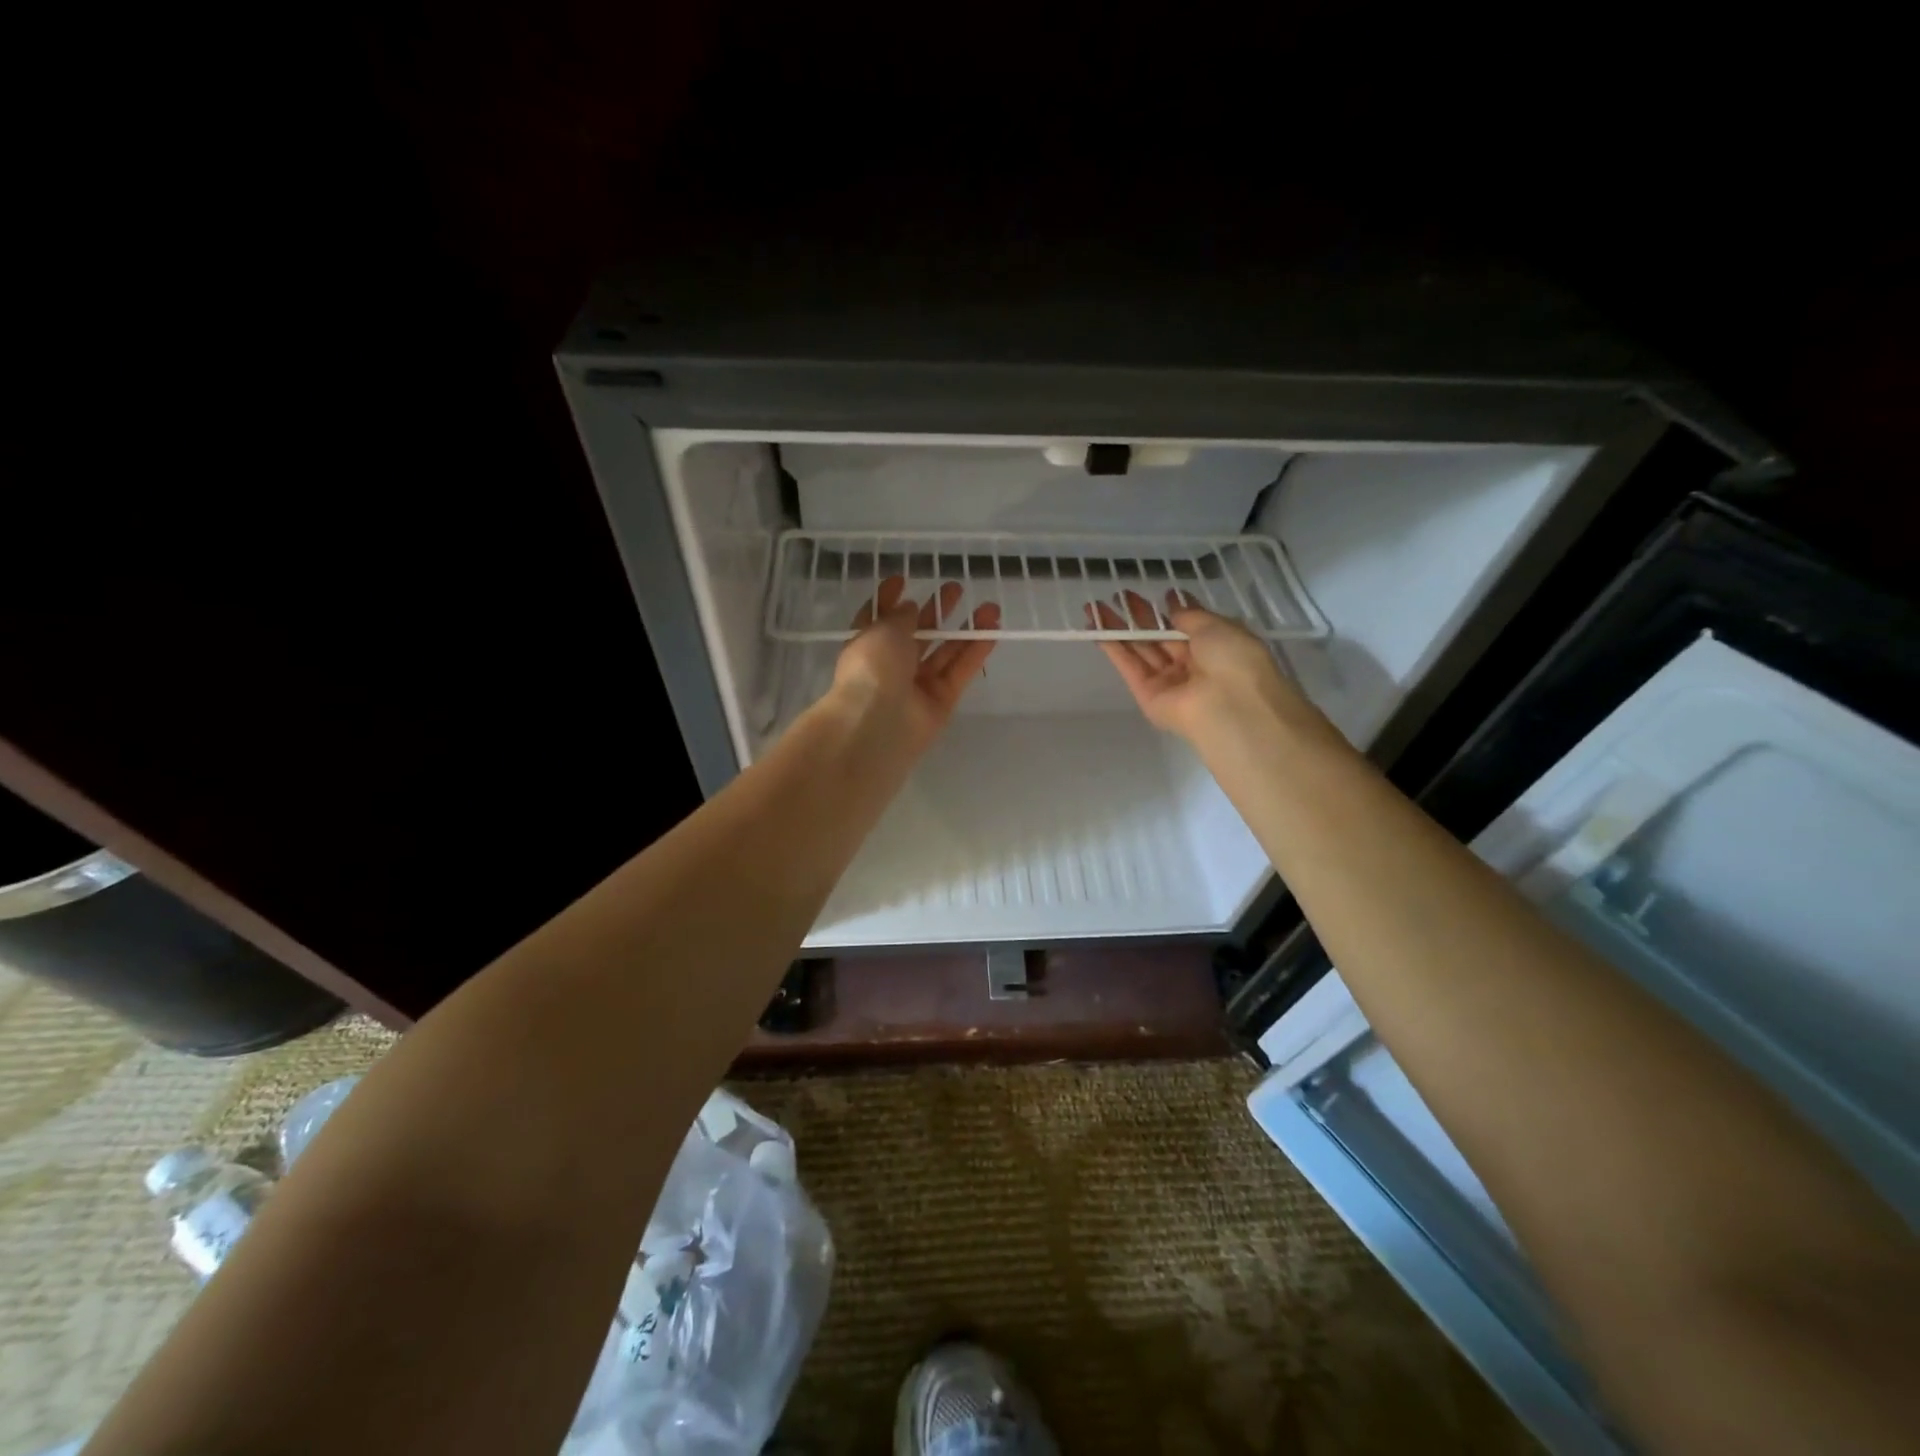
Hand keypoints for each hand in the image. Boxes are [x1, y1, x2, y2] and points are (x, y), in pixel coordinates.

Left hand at [831, 576, 999, 754]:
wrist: (876, 725)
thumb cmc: (871, 669)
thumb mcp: (882, 630)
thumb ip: (900, 617)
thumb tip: (911, 608)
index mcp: (867, 646)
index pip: (878, 619)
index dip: (888, 599)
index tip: (902, 580)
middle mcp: (891, 665)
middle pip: (917, 635)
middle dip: (935, 612)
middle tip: (955, 589)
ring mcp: (917, 686)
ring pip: (945, 653)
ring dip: (965, 630)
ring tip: (989, 607)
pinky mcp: (941, 702)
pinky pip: (960, 672)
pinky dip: (976, 652)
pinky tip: (992, 630)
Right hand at [1090, 590, 1328, 748]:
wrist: (1228, 707)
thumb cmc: (1233, 660)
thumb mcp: (1217, 626)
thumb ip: (1190, 615)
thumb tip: (1174, 604)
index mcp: (1216, 648)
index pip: (1189, 626)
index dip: (1173, 610)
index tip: (1159, 594)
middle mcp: (1191, 665)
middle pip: (1160, 637)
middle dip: (1140, 615)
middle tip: (1120, 595)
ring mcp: (1168, 681)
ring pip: (1140, 650)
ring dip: (1119, 628)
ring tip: (1096, 607)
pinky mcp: (1146, 695)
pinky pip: (1129, 666)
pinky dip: (1113, 647)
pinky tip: (1096, 627)